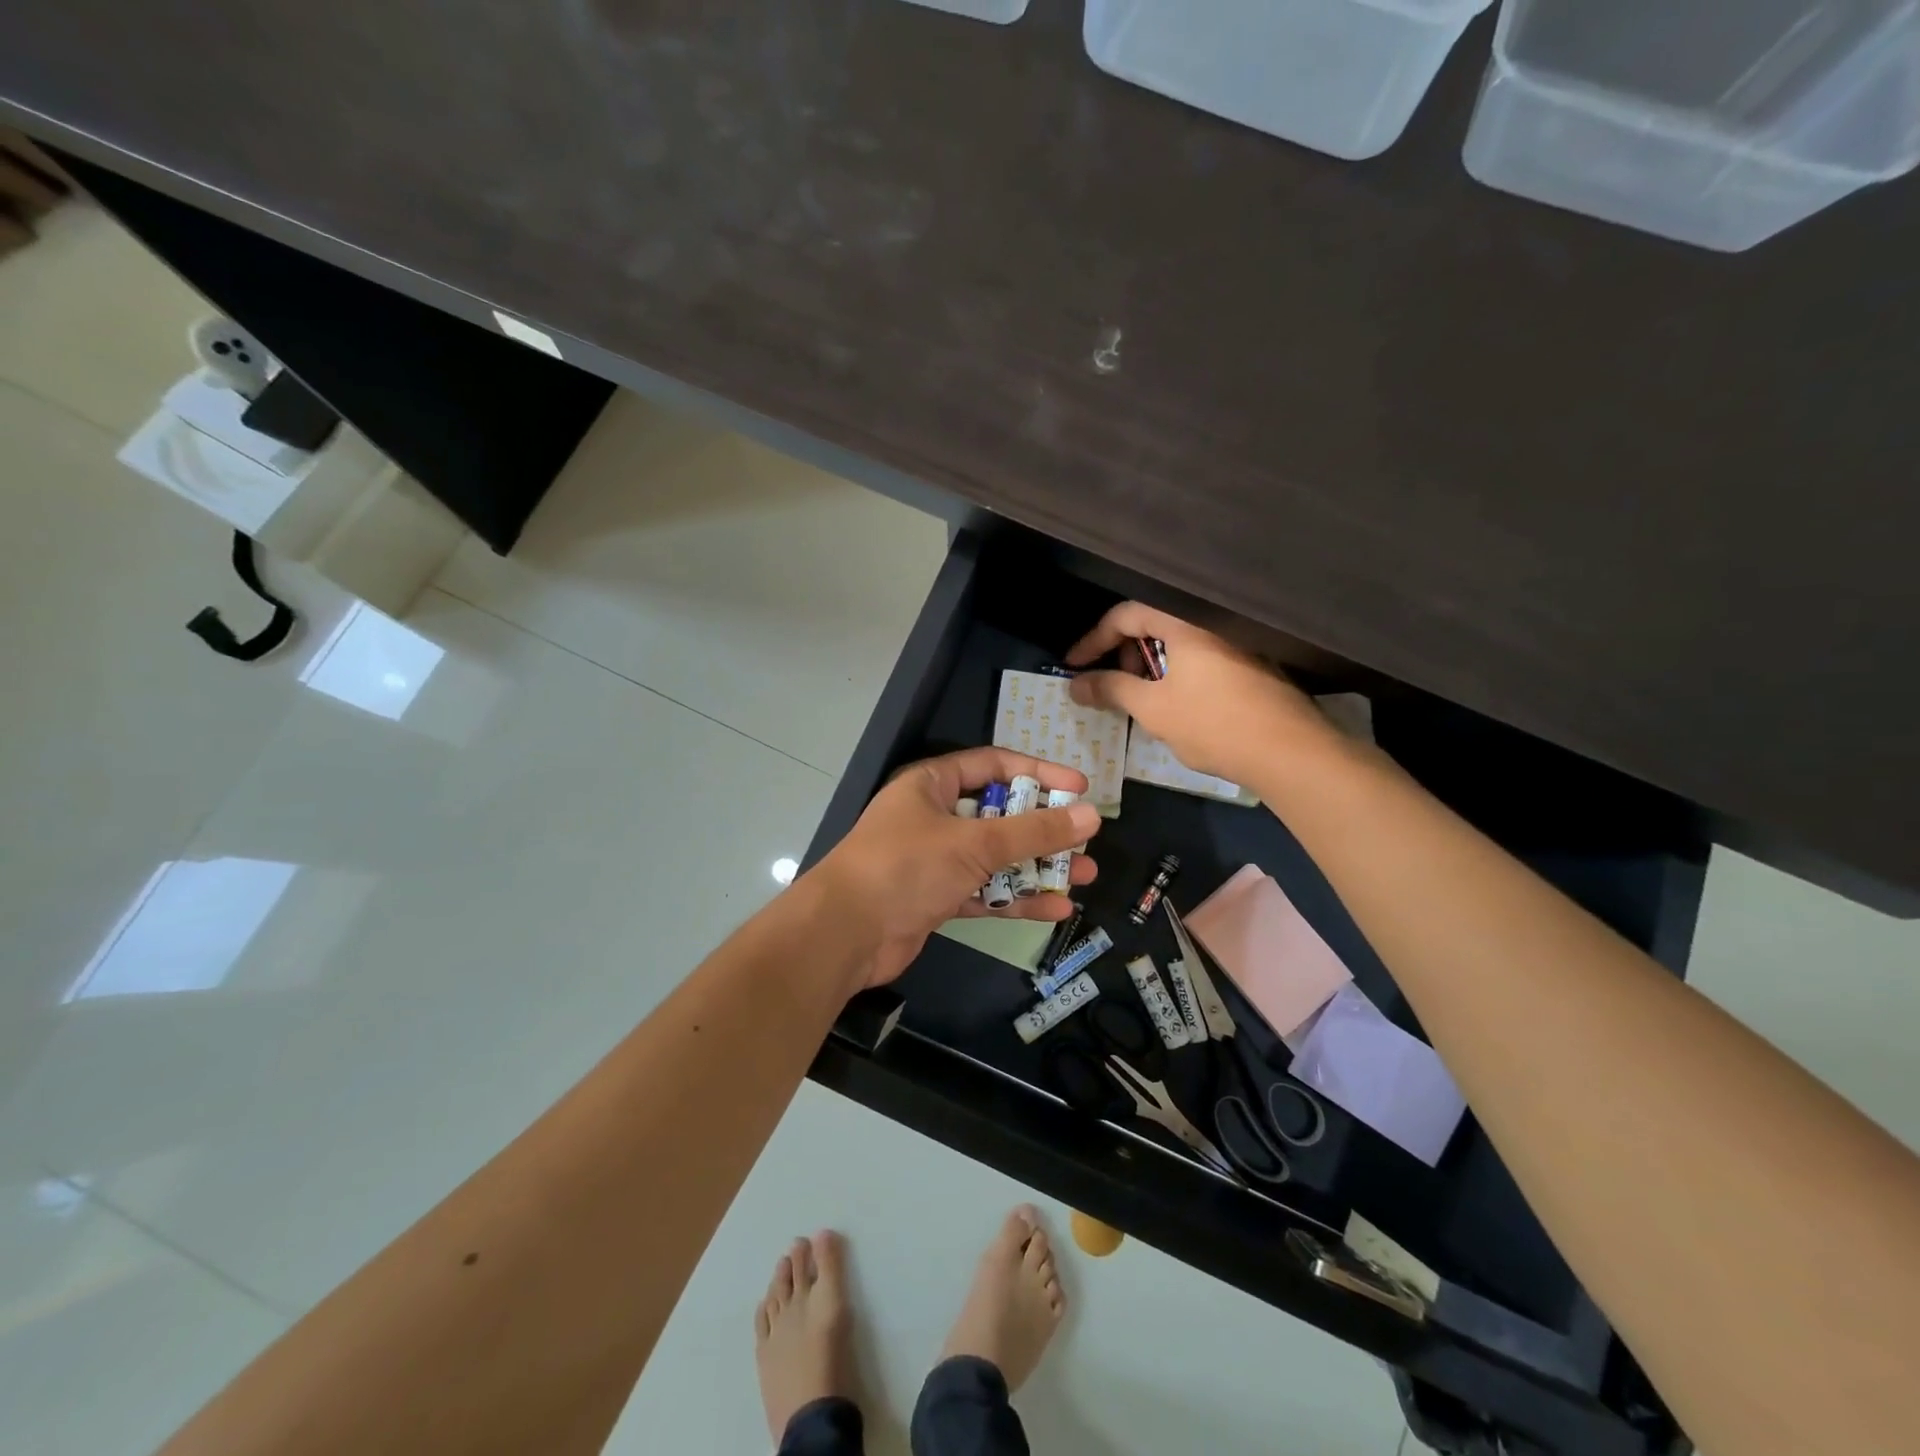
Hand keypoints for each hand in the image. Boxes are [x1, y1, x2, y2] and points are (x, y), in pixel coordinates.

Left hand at [813, 747, 1102, 988]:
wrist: (845, 933)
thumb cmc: (906, 867)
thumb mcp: (973, 843)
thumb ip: (1033, 831)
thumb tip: (1089, 815)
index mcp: (932, 784)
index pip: (994, 765)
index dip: (1038, 772)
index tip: (1079, 787)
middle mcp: (935, 816)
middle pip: (999, 814)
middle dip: (1044, 827)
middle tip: (1086, 838)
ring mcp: (935, 859)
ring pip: (996, 857)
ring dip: (1038, 866)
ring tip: (1086, 875)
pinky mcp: (937, 897)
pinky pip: (985, 892)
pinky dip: (1017, 899)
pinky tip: (1057, 908)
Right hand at [1065, 603, 1339, 790]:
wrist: (1290, 752)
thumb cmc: (1214, 723)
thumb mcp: (1153, 708)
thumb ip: (1111, 689)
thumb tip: (1075, 683)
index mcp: (1186, 623)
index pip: (1127, 614)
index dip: (1094, 639)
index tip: (1074, 666)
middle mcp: (1213, 623)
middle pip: (1154, 623)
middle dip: (1124, 652)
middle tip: (1111, 683)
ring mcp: (1237, 643)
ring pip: (1179, 643)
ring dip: (1151, 665)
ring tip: (1141, 699)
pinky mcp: (1253, 664)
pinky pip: (1201, 657)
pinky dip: (1178, 673)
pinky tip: (1176, 704)